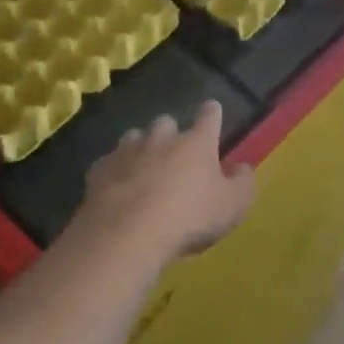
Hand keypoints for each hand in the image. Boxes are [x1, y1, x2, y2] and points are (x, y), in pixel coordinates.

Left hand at [77, 101, 254, 260]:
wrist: (127, 233)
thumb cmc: (189, 217)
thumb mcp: (231, 206)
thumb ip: (242, 183)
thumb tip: (243, 168)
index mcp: (196, 142)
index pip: (209, 116)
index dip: (211, 112)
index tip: (211, 109)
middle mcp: (162, 137)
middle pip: (166, 123)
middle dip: (170, 133)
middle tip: (174, 154)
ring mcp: (127, 150)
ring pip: (134, 137)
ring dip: (140, 148)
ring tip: (142, 169)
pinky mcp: (100, 170)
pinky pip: (109, 164)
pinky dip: (115, 172)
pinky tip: (116, 189)